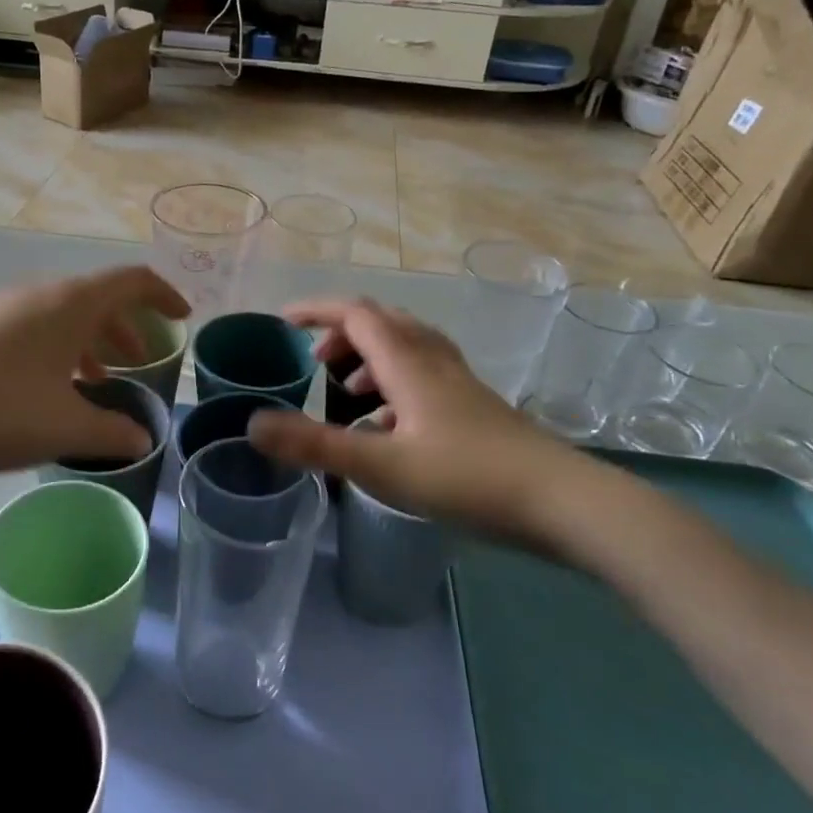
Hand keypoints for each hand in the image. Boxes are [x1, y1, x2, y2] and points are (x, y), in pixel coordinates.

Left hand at [0, 266, 189, 484]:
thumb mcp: (66, 427)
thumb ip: (113, 432)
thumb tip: (142, 439)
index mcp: (70, 303)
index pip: (131, 281)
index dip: (163, 295)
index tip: (183, 316)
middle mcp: (39, 294)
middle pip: (97, 298)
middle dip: (126, 329)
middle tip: (142, 363)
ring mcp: (2, 310)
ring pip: (63, 316)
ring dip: (91, 342)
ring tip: (100, 381)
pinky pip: (35, 328)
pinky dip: (59, 350)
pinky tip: (52, 389)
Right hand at [246, 298, 596, 550]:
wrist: (560, 502)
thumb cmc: (467, 477)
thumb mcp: (380, 465)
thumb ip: (314, 444)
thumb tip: (252, 424)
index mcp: (408, 362)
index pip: (356, 314)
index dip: (317, 310)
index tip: (283, 321)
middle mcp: (434, 361)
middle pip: (383, 323)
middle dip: (342, 334)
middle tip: (315, 362)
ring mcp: (459, 382)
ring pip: (407, 348)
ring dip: (369, 358)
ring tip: (347, 394)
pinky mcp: (475, 407)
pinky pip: (424, 375)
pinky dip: (394, 384)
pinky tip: (390, 427)